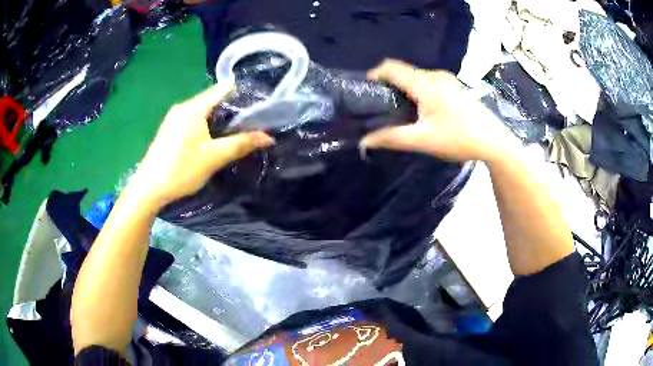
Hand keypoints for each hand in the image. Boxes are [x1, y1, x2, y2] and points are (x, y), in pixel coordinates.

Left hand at [129, 82, 273, 207]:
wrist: (148, 188)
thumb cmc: (181, 169)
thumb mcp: (214, 157)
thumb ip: (241, 144)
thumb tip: (268, 137)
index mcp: (194, 107)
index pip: (224, 89)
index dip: (244, 94)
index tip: (260, 106)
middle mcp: (184, 106)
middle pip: (214, 99)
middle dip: (234, 109)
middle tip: (253, 123)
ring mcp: (175, 117)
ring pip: (204, 110)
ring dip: (221, 118)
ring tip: (238, 131)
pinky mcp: (170, 129)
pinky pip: (194, 119)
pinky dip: (208, 125)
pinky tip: (214, 139)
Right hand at [360, 59, 518, 162]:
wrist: (494, 142)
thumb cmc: (459, 138)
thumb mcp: (423, 140)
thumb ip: (392, 138)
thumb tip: (364, 142)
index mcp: (426, 84)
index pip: (392, 67)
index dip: (375, 74)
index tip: (365, 90)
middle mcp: (435, 75)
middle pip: (404, 71)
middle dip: (389, 82)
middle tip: (381, 105)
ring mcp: (448, 79)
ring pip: (416, 76)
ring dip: (404, 86)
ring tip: (400, 109)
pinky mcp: (455, 86)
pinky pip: (428, 81)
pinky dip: (417, 89)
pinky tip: (422, 108)